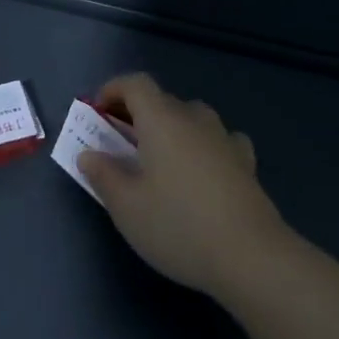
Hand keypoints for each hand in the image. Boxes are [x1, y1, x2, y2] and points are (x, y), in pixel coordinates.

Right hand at [78, 73, 292, 297]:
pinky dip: (202, 145)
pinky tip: (201, 170)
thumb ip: (103, 175)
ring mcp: (224, 137)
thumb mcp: (127, 207)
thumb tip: (89, 154)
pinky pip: (217, 139)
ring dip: (171, 128)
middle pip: (162, 100)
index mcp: (162, 119)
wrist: (250, 254)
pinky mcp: (246, 161)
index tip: (97, 111)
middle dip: (136, 114)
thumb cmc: (177, 225)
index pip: (136, 84)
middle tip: (119, 143)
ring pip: (191, 118)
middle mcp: (194, 118)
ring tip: (159, 158)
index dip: (113, 89)